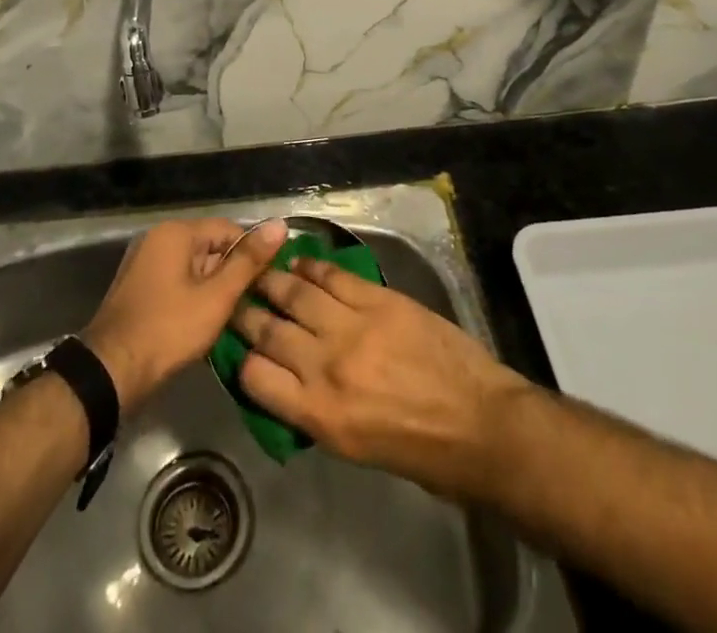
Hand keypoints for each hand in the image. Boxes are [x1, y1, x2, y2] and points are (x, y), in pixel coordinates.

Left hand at [83, 217, 287, 409]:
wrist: (110, 372)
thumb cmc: (168, 330)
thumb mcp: (216, 297)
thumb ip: (248, 261)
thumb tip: (279, 224)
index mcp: (176, 232)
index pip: (229, 229)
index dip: (253, 253)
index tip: (271, 281)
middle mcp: (158, 238)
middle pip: (210, 246)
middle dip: (232, 273)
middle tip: (254, 303)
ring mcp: (144, 263)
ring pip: (194, 267)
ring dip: (214, 288)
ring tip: (235, 316)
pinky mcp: (139, 287)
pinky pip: (177, 281)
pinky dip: (194, 297)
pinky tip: (206, 323)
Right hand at [231, 257, 530, 499]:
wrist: (481, 424)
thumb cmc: (422, 453)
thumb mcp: (356, 450)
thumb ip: (316, 412)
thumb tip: (290, 382)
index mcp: (320, 415)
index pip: (255, 377)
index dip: (242, 360)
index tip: (240, 347)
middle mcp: (327, 366)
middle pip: (269, 329)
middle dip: (246, 312)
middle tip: (235, 298)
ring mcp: (353, 327)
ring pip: (296, 294)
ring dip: (272, 280)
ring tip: (260, 271)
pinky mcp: (378, 299)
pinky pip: (333, 276)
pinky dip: (312, 267)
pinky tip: (301, 264)